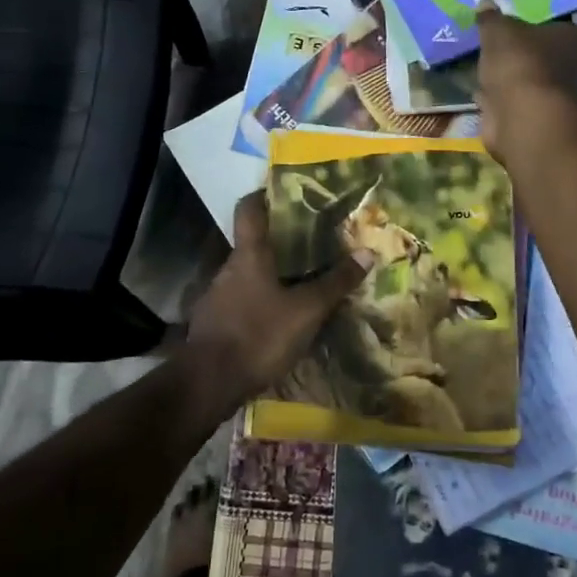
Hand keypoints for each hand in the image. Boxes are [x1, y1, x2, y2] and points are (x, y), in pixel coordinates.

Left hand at [183, 194, 374, 406]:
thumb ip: (335, 283)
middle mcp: (228, 268)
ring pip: (247, 275)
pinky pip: (240, 302)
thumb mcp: (306, 311)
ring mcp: (216, 296)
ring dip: (269, 276)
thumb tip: (368, 253)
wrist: (209, 383)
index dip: (264, 196)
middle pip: (252, 244)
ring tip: (299, 283)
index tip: (284, 193)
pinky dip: (258, 303)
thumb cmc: (259, 335)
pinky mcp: (213, 323)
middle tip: (310, 244)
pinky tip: (277, 319)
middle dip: (278, 243)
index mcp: (249, 255)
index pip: (249, 210)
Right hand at [473, 6, 576, 160]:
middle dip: (530, 56)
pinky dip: (500, 100)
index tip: (528, 29)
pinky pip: (514, 103)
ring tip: (489, 70)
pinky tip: (482, 94)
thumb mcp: (499, 30)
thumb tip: (486, 2)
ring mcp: (555, 98)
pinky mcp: (535, 120)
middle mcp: (574, 69)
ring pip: (532, 83)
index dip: (550, 29)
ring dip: (514, 80)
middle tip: (506, 49)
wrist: (520, 114)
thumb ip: (492, 19)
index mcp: (576, 40)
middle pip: (552, 58)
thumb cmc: (519, 61)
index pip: (570, 30)